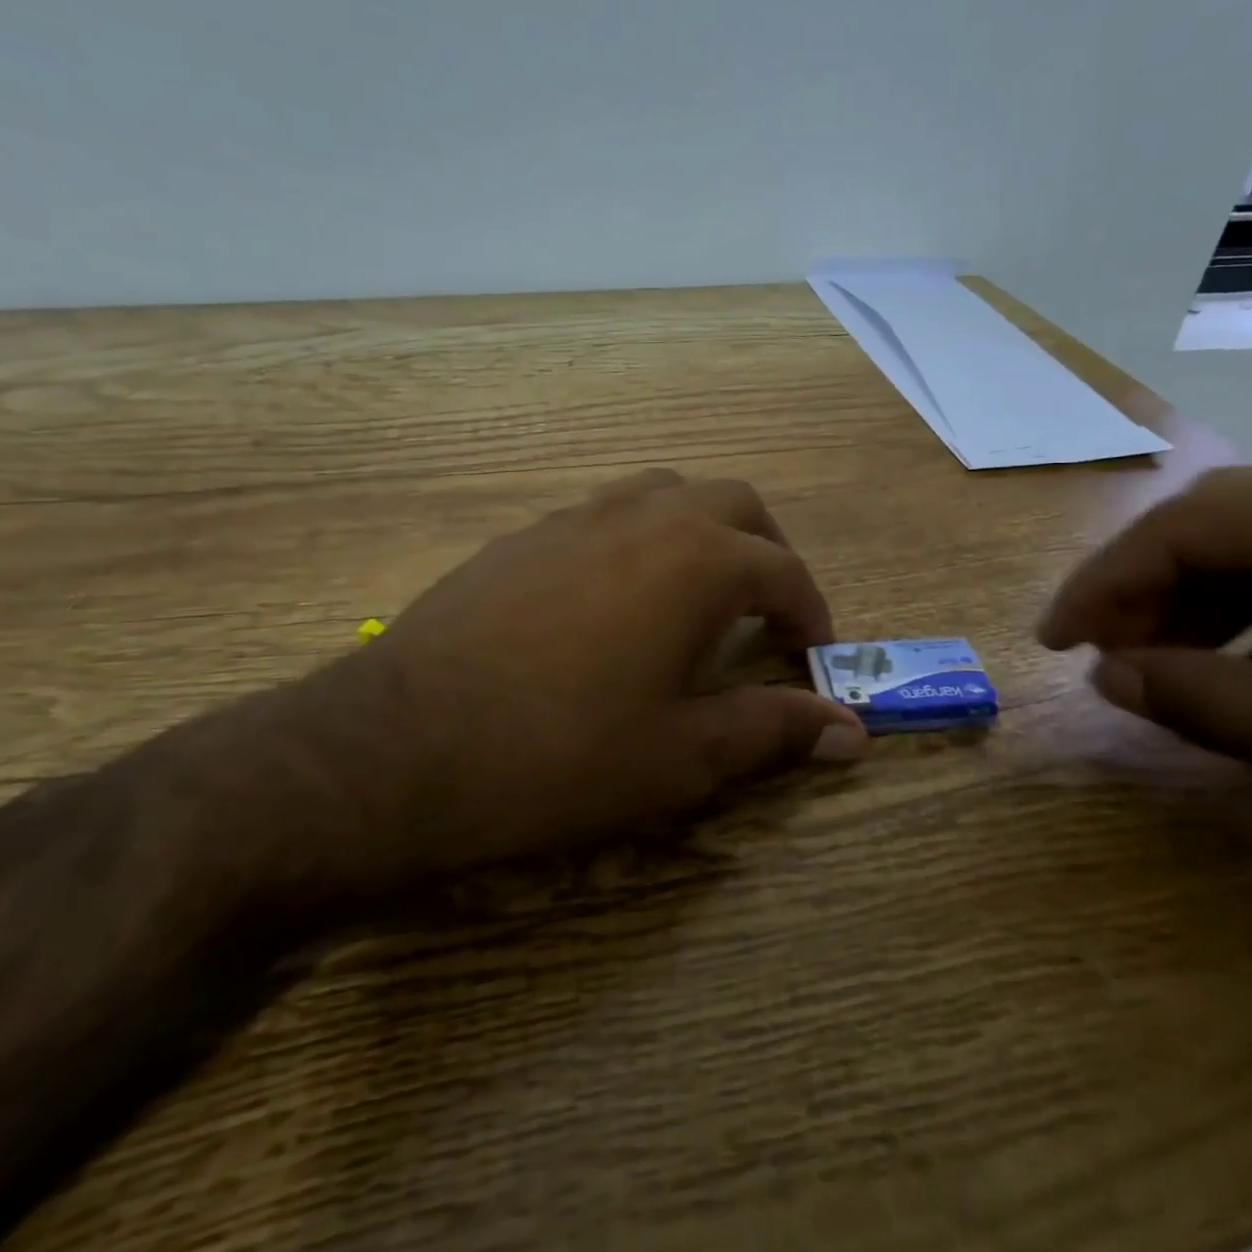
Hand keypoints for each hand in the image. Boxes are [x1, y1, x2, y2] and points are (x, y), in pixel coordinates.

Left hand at [261, 470, 865, 891]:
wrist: (399, 748)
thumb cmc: (560, 757)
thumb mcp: (682, 757)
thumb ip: (773, 731)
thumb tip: (852, 735)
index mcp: (696, 559)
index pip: (784, 571)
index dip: (813, 614)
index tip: (816, 656)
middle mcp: (643, 516)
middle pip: (734, 505)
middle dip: (767, 552)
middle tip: (771, 612)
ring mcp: (574, 518)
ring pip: (665, 494)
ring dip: (702, 531)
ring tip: (701, 592)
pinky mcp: (522, 537)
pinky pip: (604, 515)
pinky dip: (639, 539)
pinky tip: (616, 600)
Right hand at [1038, 445, 1251, 907]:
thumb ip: (1210, 701)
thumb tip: (1106, 675)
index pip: (1190, 524)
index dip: (1106, 583)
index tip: (1053, 641)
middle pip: (1222, 528)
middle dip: (1146, 593)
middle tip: (1099, 657)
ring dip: (1200, 612)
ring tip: (1159, 672)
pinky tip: (1246, 679)